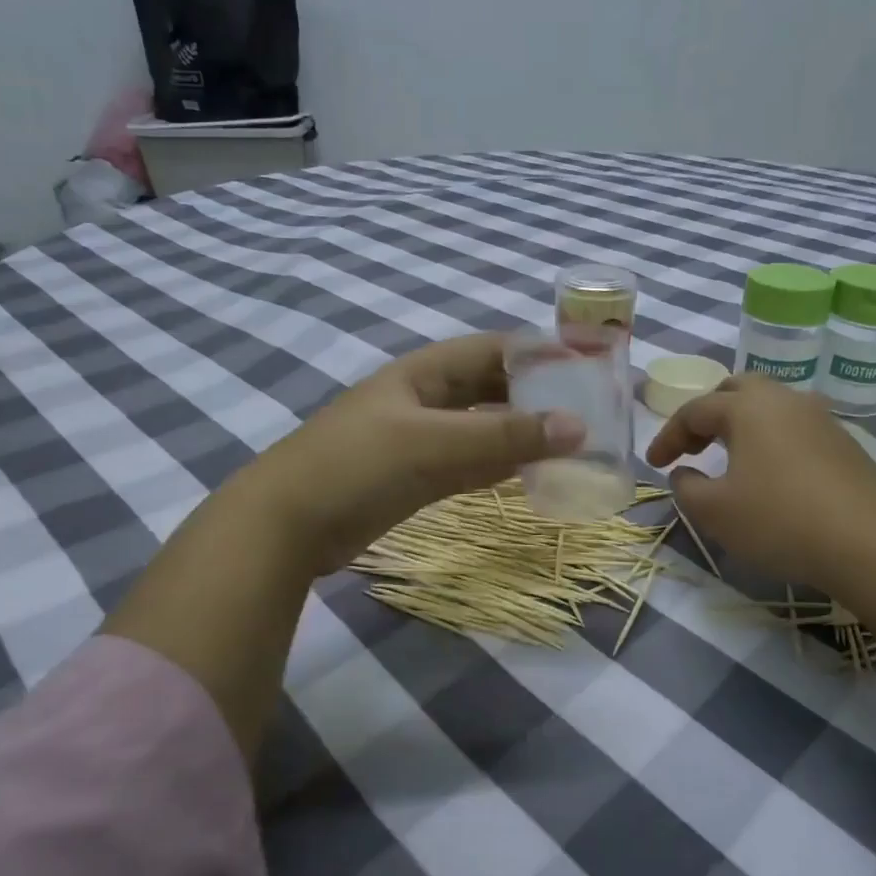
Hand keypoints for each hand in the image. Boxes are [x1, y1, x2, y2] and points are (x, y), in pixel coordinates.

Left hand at [232, 333, 584, 573]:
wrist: (287, 525)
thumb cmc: (357, 465)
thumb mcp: (433, 443)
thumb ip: (504, 437)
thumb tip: (579, 427)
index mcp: (424, 373)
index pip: (493, 350)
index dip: (539, 353)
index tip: (586, 367)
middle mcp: (424, 400)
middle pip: (491, 388)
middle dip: (536, 396)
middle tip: (588, 411)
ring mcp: (420, 441)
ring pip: (483, 430)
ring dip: (522, 435)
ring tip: (573, 444)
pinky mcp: (416, 479)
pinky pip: (469, 465)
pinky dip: (499, 467)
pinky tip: (532, 473)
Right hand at [645, 376, 875, 587]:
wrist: (869, 543)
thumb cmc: (778, 520)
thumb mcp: (714, 511)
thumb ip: (687, 487)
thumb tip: (685, 473)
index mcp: (747, 408)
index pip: (694, 410)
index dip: (668, 436)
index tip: (654, 465)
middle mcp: (785, 401)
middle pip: (737, 390)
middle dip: (708, 414)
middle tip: (694, 446)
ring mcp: (821, 419)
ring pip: (771, 406)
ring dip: (742, 425)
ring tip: (730, 457)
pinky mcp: (845, 443)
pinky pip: (795, 428)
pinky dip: (771, 440)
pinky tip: (770, 473)